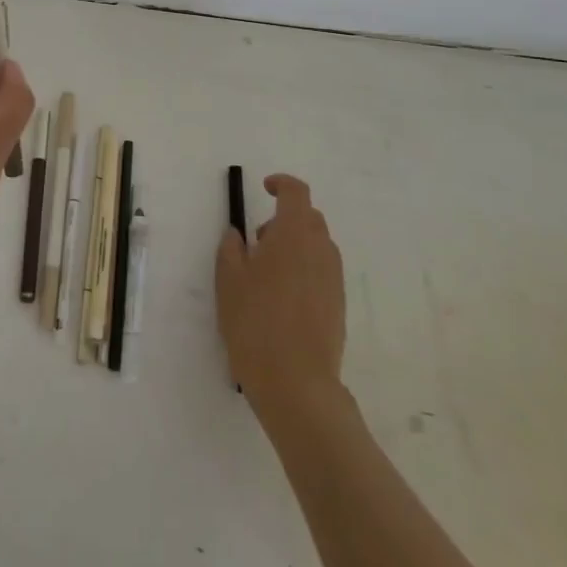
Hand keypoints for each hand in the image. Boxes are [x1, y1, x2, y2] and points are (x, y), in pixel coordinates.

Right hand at [217, 174, 346, 418]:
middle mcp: (321, 250)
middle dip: (284, 220)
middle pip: (309, 218)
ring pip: (317, 246)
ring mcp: (334, 278)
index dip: (281, 184)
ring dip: (294, 246)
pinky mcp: (338, 304)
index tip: (264, 189)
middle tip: (258, 242)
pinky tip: (282, 299)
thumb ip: (231, 248)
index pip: (296, 193)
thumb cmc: (255, 322)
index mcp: (294, 235)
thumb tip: (238, 235)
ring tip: (267, 275)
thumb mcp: (228, 280)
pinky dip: (304, 270)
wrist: (296, 382)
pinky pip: (322, 271)